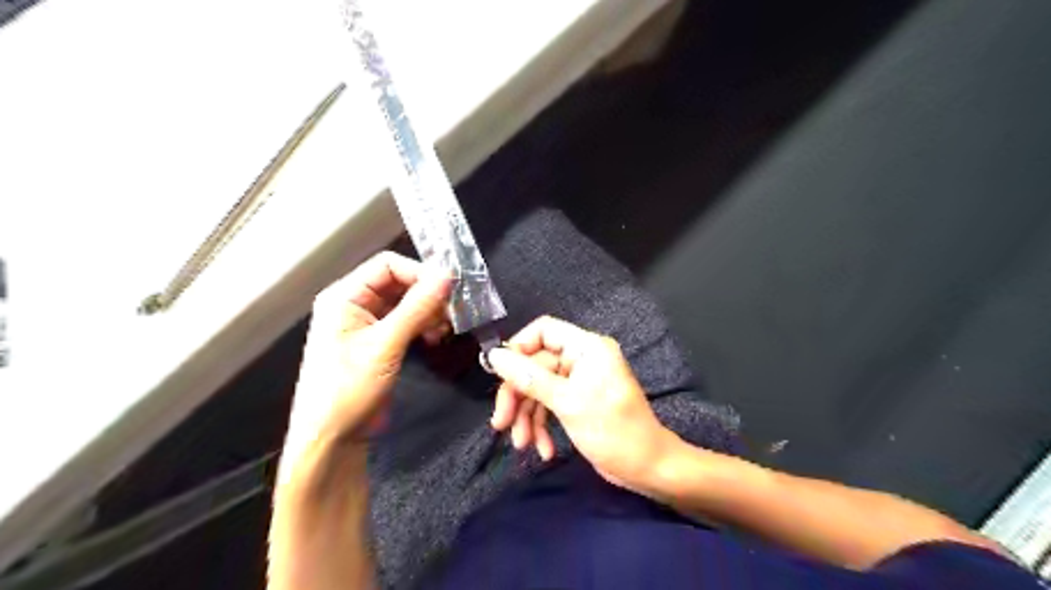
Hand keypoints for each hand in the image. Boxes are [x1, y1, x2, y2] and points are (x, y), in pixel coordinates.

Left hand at [285, 248, 454, 461]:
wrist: (332, 439)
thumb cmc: (348, 389)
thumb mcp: (385, 346)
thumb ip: (416, 308)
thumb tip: (447, 276)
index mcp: (344, 296)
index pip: (388, 265)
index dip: (419, 273)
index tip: (449, 290)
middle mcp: (355, 303)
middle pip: (399, 282)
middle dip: (427, 295)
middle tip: (452, 312)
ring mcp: (367, 323)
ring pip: (406, 302)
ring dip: (429, 311)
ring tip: (444, 329)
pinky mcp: (379, 341)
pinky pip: (406, 321)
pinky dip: (423, 326)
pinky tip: (434, 339)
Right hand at [488, 317, 677, 493]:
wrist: (647, 468)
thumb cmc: (613, 430)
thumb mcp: (567, 402)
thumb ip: (529, 378)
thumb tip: (495, 356)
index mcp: (586, 348)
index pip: (543, 331)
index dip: (518, 348)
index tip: (500, 374)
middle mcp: (581, 359)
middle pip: (535, 365)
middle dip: (517, 396)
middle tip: (501, 423)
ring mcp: (579, 382)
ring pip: (538, 388)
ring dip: (527, 417)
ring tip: (522, 444)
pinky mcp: (577, 402)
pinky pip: (549, 405)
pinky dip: (542, 426)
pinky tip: (544, 450)